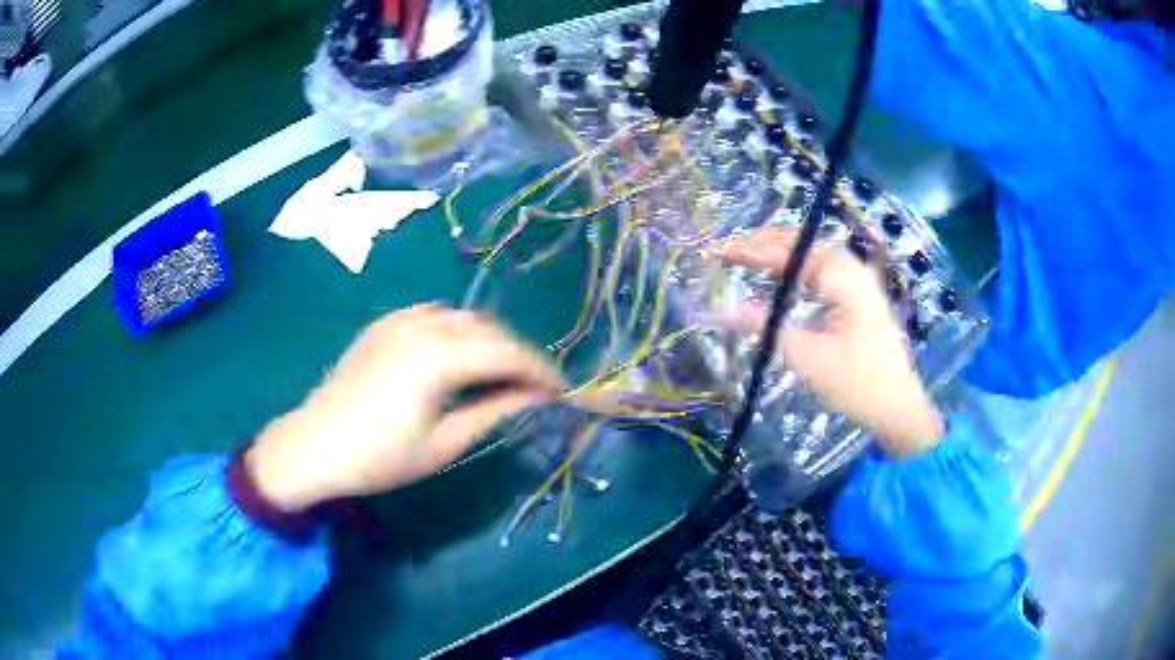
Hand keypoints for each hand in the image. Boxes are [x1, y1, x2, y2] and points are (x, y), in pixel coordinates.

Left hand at [245, 304, 564, 510]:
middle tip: (536, 384)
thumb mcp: (443, 444)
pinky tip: (458, 352)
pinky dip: (457, 329)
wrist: (314, 446)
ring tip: (501, 371)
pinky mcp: (383, 324)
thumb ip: (492, 412)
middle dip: (518, 354)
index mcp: (439, 357)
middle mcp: (423, 325)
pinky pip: (433, 314)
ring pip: (463, 317)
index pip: (507, 354)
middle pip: (489, 329)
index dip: (539, 370)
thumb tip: (533, 398)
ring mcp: (400, 319)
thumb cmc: (379, 457)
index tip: (561, 389)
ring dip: (490, 339)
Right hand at [722, 228, 944, 457]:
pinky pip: (822, 272)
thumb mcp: (809, 358)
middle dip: (765, 243)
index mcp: (845, 278)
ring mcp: (859, 283)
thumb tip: (722, 312)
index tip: (721, 252)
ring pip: (813, 255)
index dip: (754, 250)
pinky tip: (781, 278)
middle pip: (804, 243)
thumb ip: (766, 329)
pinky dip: (796, 269)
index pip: (792, 253)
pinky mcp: (859, 298)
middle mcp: (853, 271)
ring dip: (780, 253)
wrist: (898, 409)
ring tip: (747, 256)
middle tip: (729, 250)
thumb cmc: (858, 384)